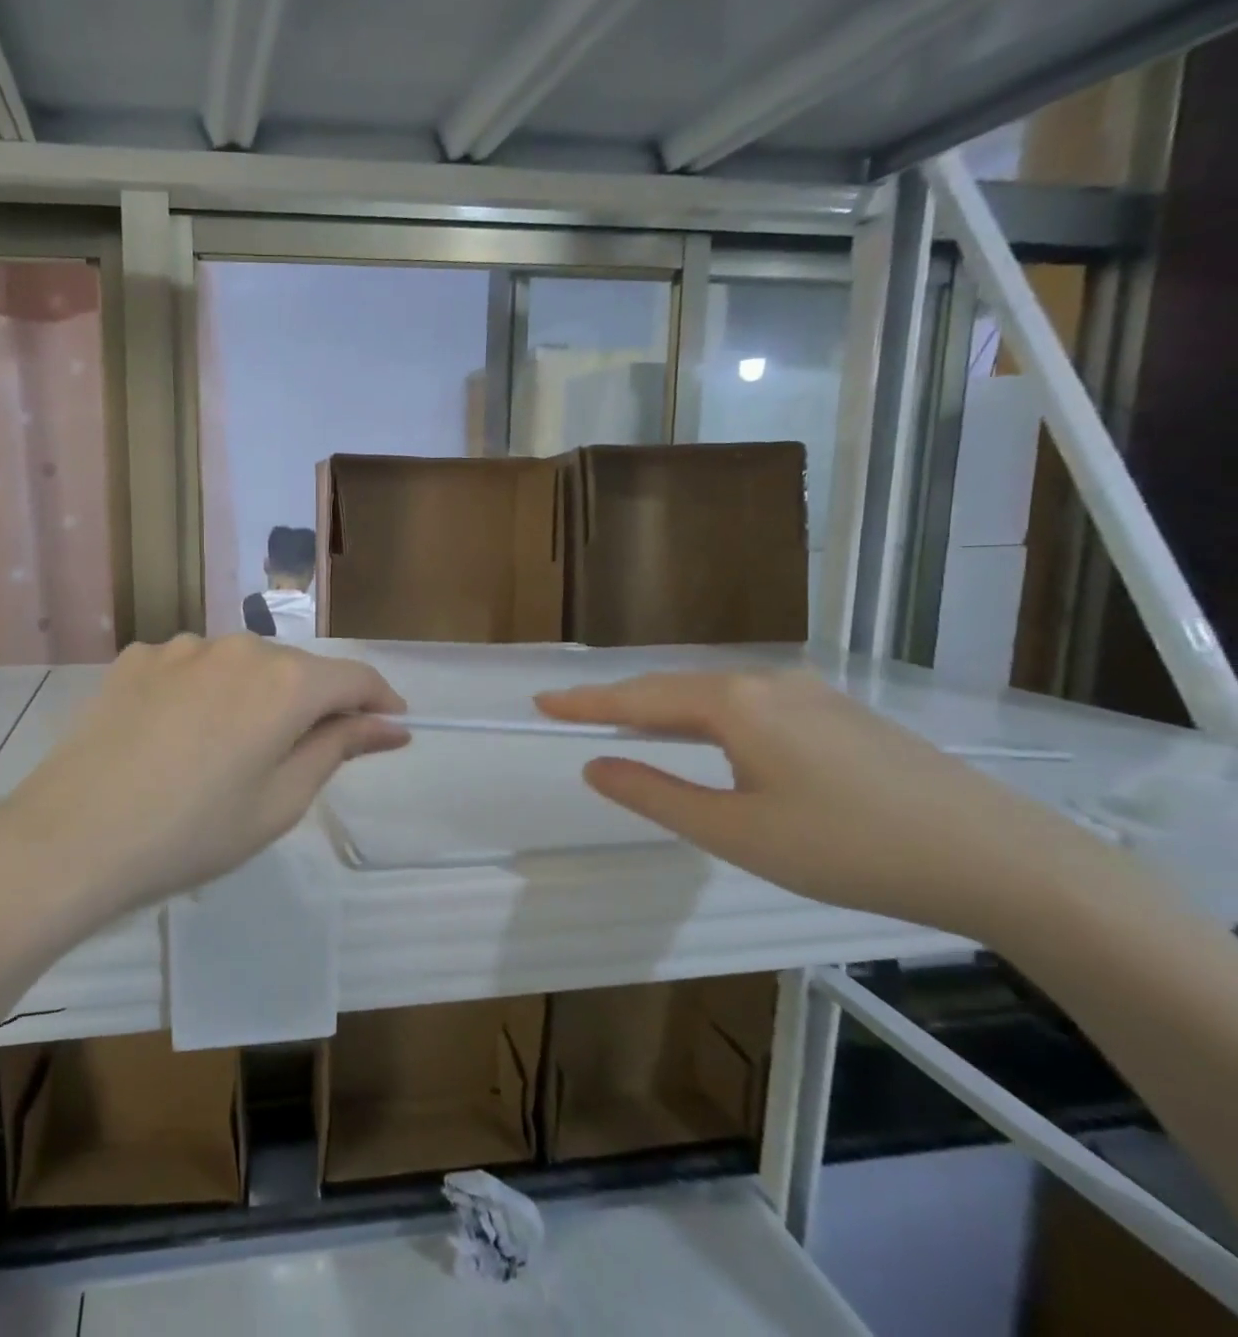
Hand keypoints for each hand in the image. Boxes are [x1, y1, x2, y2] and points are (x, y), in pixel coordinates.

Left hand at [0, 635, 407, 914]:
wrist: (72, 837)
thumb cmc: (192, 834)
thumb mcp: (279, 802)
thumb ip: (338, 749)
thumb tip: (390, 725)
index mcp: (283, 682)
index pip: (353, 677)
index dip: (379, 700)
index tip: (391, 725)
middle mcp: (237, 647)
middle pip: (296, 669)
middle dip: (314, 704)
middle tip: (305, 755)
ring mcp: (180, 647)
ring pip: (241, 665)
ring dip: (255, 696)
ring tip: (231, 750)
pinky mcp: (136, 658)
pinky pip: (191, 668)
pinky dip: (204, 692)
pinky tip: (179, 734)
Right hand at [537, 670, 1106, 938]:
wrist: (1003, 860)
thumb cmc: (849, 848)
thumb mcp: (735, 832)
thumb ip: (655, 793)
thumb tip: (594, 765)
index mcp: (734, 704)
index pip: (638, 698)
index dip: (585, 702)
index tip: (540, 701)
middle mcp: (768, 682)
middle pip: (674, 687)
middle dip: (620, 701)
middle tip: (573, 712)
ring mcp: (811, 693)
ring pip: (715, 693)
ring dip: (665, 709)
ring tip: (629, 725)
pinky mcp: (841, 713)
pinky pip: (750, 702)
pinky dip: (708, 715)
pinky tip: (710, 737)